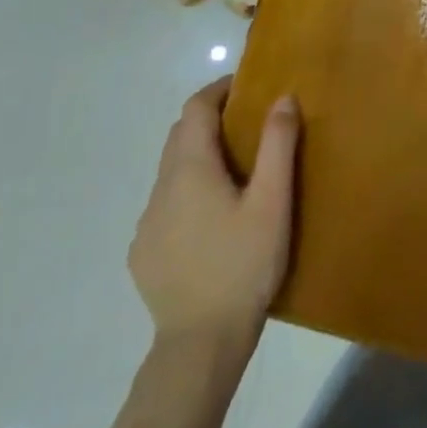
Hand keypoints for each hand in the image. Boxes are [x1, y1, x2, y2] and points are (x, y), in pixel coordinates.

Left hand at [128, 80, 300, 353]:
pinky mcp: (144, 253)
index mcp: (189, 170)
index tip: (248, 85)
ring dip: (199, 157)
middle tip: (250, 122)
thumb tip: (282, 98)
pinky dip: (189, 192)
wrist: (200, 342)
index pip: (194, 109)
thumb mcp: (272, 201)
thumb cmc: (244, 264)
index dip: (219, 90)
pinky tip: (214, 218)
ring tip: (237, 171)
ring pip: (171, 172)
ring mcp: (147, 224)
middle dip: (210, 119)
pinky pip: (166, 205)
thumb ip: (277, 145)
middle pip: (179, 136)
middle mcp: (160, 189)